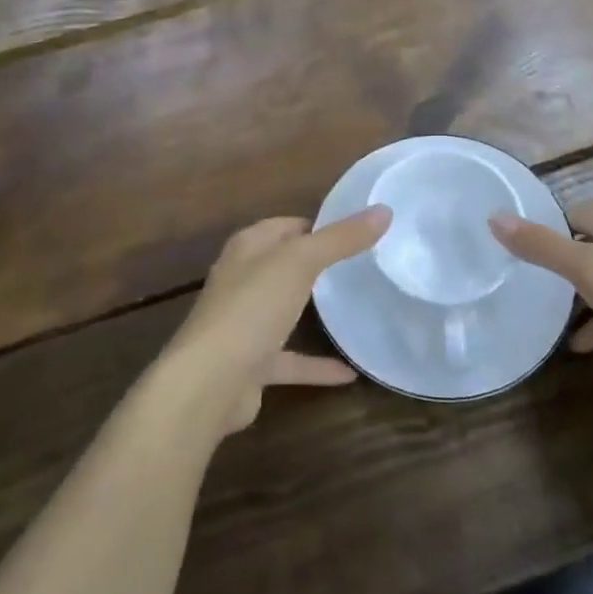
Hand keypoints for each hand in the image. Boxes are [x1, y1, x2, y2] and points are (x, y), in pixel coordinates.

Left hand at [164, 207, 389, 435]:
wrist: (209, 383)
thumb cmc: (252, 307)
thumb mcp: (301, 262)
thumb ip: (341, 238)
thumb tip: (384, 210)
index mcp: (248, 248)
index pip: (286, 225)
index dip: (318, 224)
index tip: (357, 230)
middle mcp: (242, 281)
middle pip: (284, 266)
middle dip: (316, 265)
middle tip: (362, 266)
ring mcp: (244, 324)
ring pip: (285, 311)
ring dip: (312, 312)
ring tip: (354, 310)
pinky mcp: (251, 364)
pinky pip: (290, 359)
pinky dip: (317, 365)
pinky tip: (350, 373)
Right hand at [489, 204, 592, 394]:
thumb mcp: (586, 268)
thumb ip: (541, 245)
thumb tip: (494, 216)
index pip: (576, 212)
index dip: (549, 223)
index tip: (517, 241)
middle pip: (590, 245)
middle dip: (561, 259)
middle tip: (524, 275)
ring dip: (578, 294)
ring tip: (544, 309)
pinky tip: (577, 345)